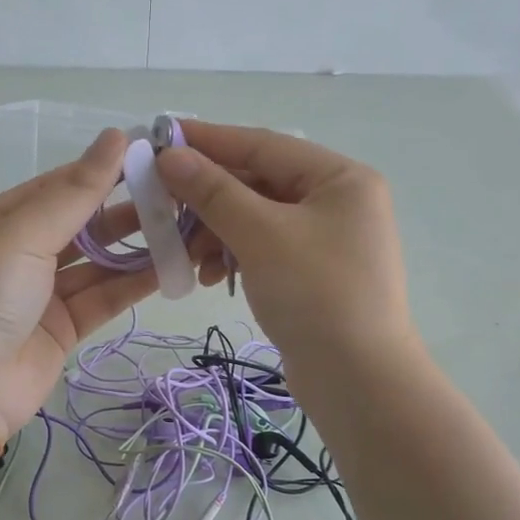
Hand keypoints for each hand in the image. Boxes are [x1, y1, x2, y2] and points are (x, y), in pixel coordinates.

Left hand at [0, 129, 157, 432]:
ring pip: (97, 263)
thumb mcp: (22, 236)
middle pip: (80, 224)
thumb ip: (74, 193)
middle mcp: (18, 255)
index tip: (149, 156)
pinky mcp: (63, 329)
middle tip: (175, 195)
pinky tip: (169, 267)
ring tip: (182, 228)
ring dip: (136, 247)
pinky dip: (133, 284)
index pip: (56, 187)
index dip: (100, 171)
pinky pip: (103, 298)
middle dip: (124, 210)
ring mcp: (41, 295)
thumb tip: (116, 136)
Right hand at [157, 121, 415, 385]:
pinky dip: (234, 256)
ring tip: (186, 254)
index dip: (209, 140)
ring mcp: (327, 239)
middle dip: (209, 197)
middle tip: (162, 204)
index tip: (160, 137)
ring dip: (216, 232)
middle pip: (259, 183)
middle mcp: (338, 201)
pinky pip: (264, 248)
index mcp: (340, 178)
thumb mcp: (260, 235)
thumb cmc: (316, 294)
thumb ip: (214, 191)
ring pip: (257, 218)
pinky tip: (210, 277)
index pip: (263, 145)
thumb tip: (169, 155)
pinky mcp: (314, 273)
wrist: (359, 382)